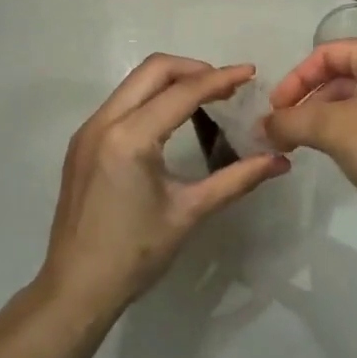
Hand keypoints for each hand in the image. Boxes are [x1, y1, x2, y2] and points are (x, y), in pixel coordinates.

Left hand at [39, 55, 287, 316]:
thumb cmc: (135, 253)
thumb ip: (237, 179)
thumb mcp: (190, 212)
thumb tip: (280, 162)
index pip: (182, 92)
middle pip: (153, 70)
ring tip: (206, 98)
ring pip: (135, 82)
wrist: (75, 288)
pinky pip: (122, 102)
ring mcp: (88, 130)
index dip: (220, 79)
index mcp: (130, 138)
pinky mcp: (82, 142)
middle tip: (227, 85)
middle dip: (194, 69)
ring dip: (172, 81)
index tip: (250, 74)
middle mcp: (104, 122)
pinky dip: (151, 98)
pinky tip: (173, 119)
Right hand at [264, 40, 356, 219]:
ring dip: (324, 118)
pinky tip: (337, 153)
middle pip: (341, 76)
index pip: (327, 54)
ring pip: (356, 100)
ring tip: (304, 144)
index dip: (295, 79)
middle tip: (285, 131)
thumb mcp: (330, 128)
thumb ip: (290, 121)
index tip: (275, 110)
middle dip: (308, 102)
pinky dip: (347, 130)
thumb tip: (263, 127)